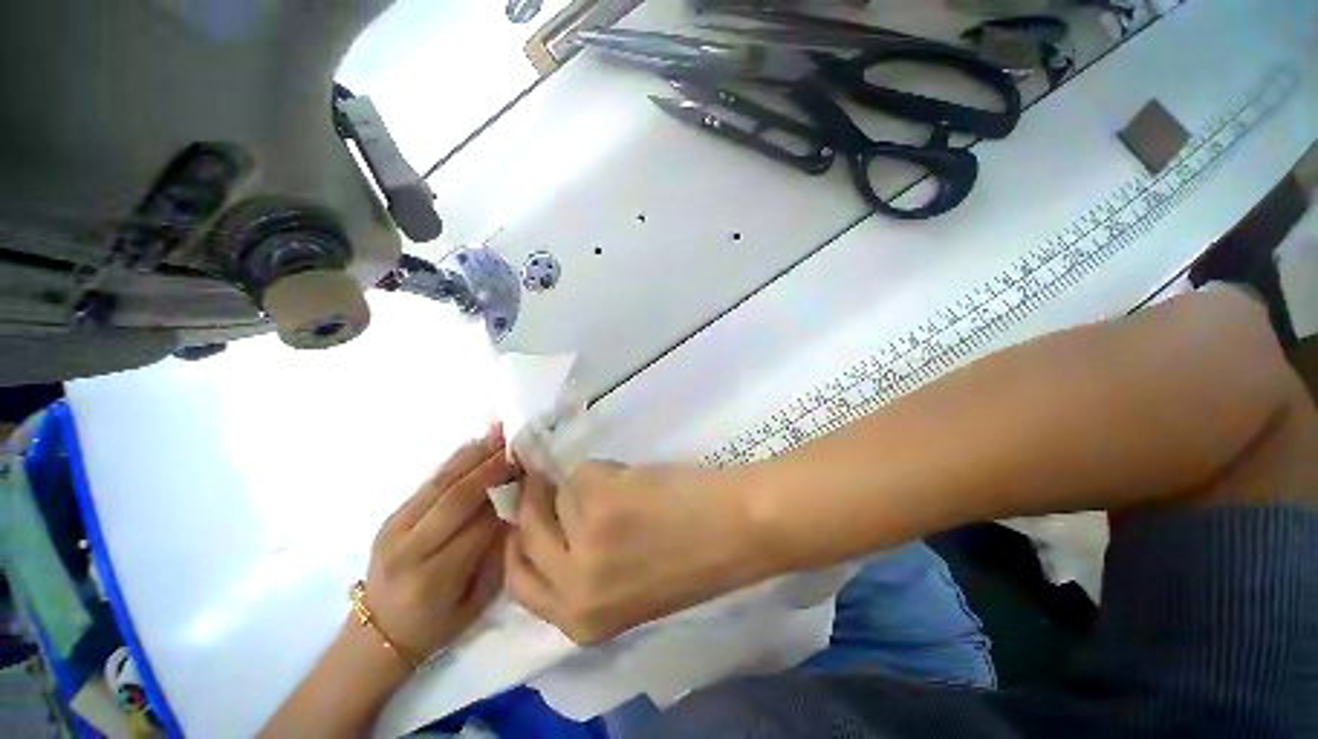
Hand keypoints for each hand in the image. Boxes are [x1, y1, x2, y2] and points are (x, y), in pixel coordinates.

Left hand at [260, 429, 515, 737]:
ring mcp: (394, 531)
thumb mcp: (477, 601)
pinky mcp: (390, 519)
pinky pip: (427, 484)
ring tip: (498, 434)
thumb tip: (516, 508)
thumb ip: (498, 555)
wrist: (377, 634)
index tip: (530, 474)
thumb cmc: (436, 625)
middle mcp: (410, 550)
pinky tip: (473, 445)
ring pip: (439, 484)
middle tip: (517, 447)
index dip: (506, 496)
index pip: (480, 525)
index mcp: (435, 578)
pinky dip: (453, 461)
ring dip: (472, 456)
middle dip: (490, 468)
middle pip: (456, 498)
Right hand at [504, 461, 767, 644]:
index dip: (521, 544)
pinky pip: (584, 472)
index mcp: (581, 619)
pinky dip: (606, 470)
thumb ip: (583, 570)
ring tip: (626, 489)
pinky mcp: (600, 500)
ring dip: (587, 486)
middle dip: (536, 502)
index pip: (518, 581)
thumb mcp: (624, 588)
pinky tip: (638, 481)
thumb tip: (551, 521)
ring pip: (559, 494)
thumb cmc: (691, 558)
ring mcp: (584, 541)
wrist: (736, 529)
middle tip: (551, 482)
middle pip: (526, 533)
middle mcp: (573, 588)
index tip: (529, 518)